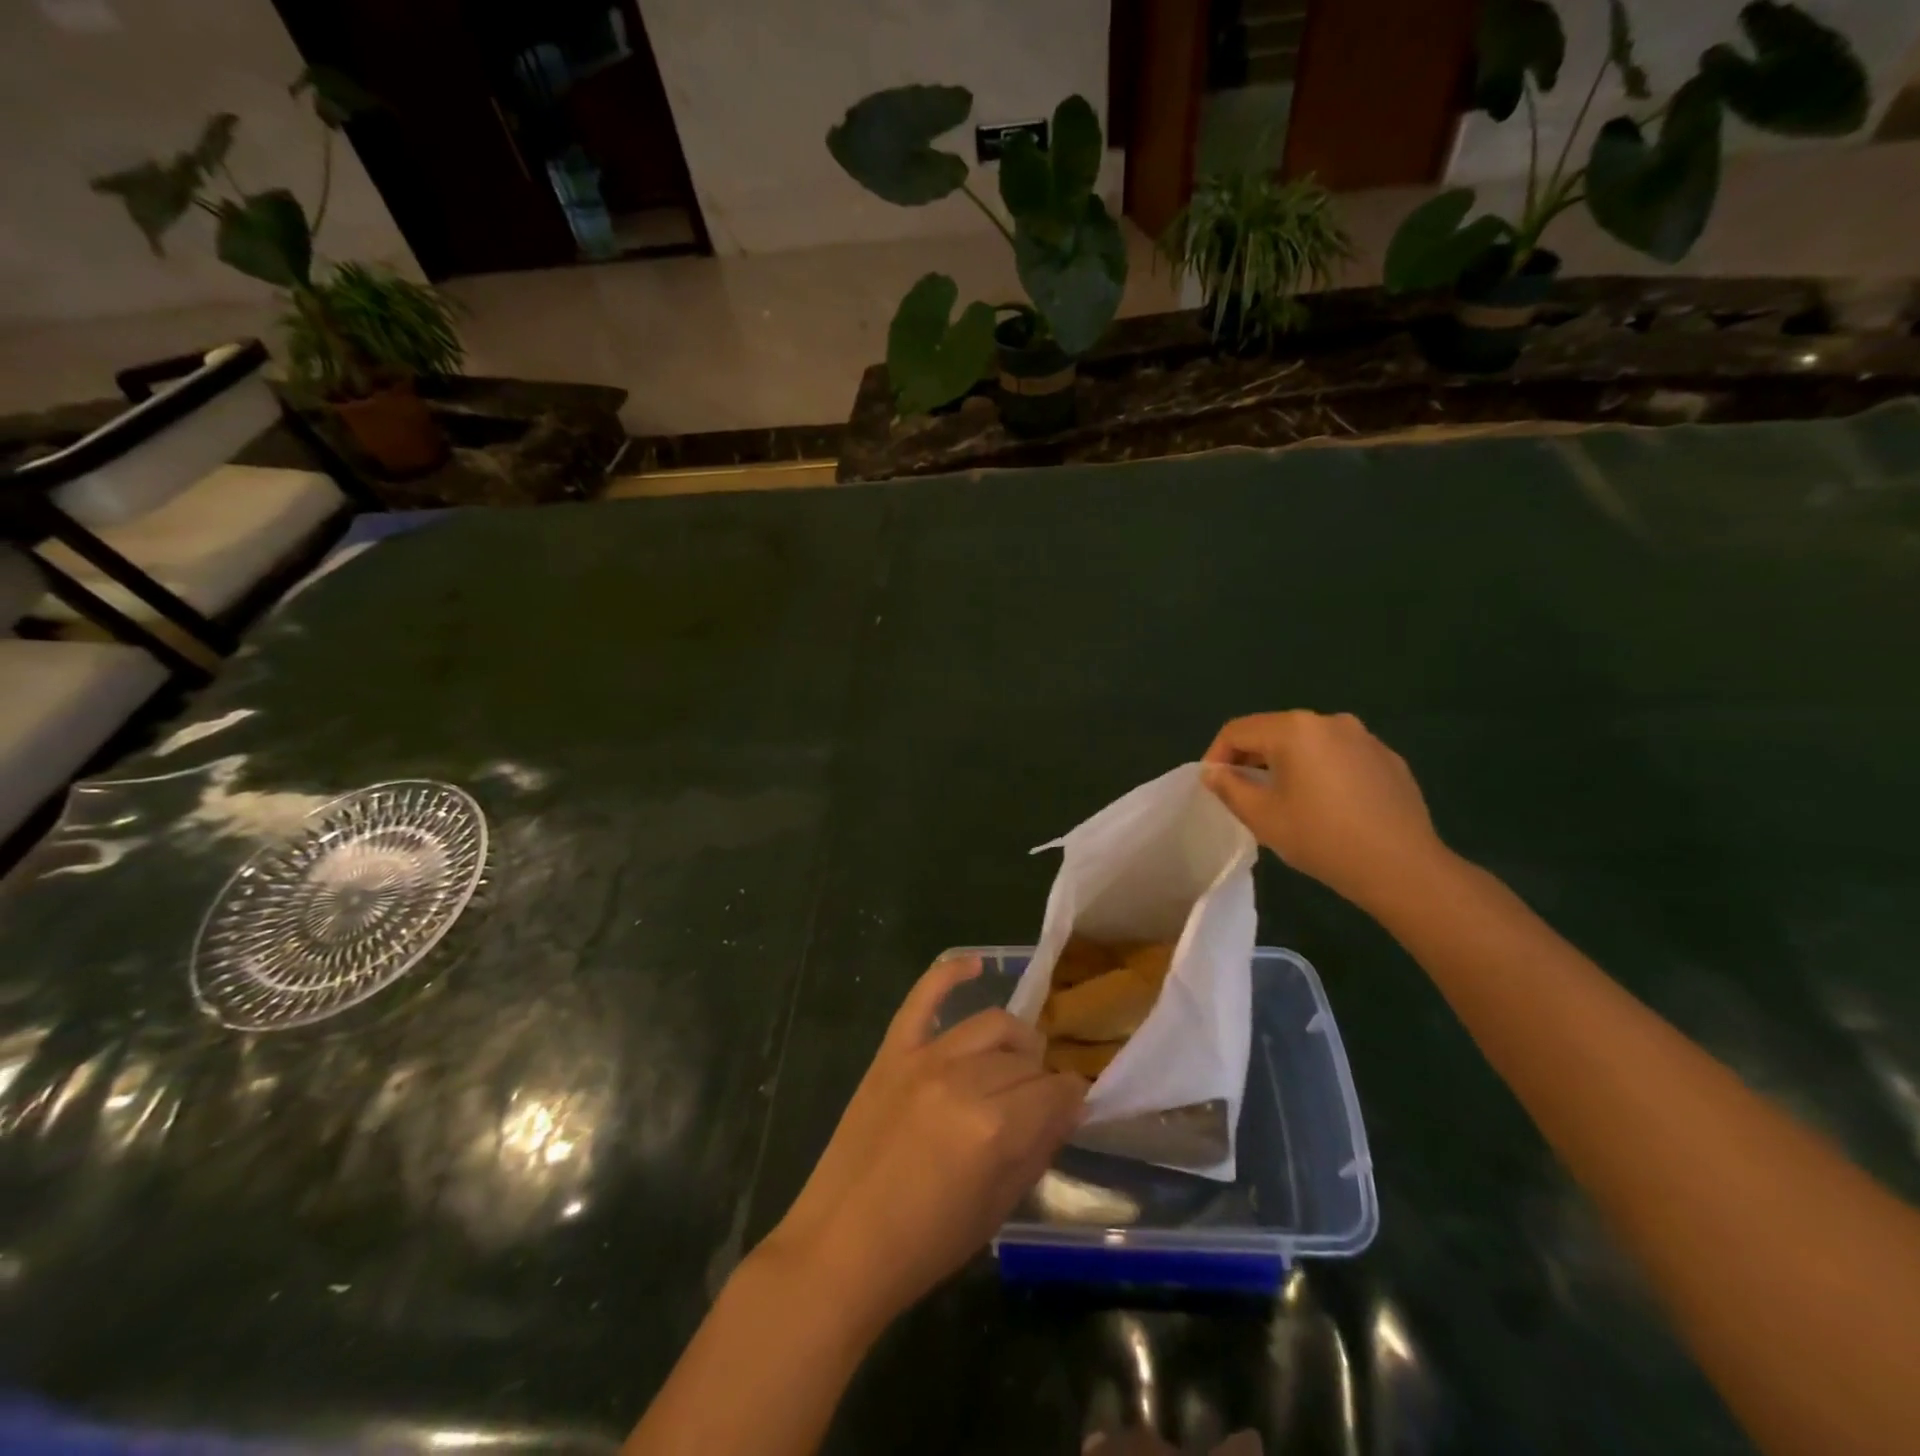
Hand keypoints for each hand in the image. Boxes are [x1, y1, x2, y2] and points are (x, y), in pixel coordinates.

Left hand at [764, 957, 1086, 1330]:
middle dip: (1043, 1079)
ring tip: (1016, 1062)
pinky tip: (975, 964)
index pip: (1055, 1092)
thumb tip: (1069, 1108)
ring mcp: (924, 1059)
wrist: (840, 1248)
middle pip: (1025, 1060)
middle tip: (1038, 1102)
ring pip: (990, 1025)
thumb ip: (1037, 1149)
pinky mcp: (892, 1051)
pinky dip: (949, 972)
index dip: (1071, 1098)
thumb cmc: (925, 1245)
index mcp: (994, 1128)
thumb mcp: (996, 1208)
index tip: (1072, 1106)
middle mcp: (963, 1081)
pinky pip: (923, 997)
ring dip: (1015, 1041)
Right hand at [1202, 711, 1449, 913]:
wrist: (1402, 867)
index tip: (1212, 786)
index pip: (1237, 731)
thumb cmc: (1321, 838)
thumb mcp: (1262, 816)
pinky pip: (1339, 756)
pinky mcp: (1388, 758)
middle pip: (1274, 731)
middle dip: (1251, 758)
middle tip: (1242, 793)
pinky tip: (1326, 805)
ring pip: (1308, 743)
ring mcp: (1364, 738)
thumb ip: (1229, 787)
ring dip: (1286, 764)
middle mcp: (1330, 721)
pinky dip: (1321, 771)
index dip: (1216, 756)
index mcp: (1294, 729)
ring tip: (1283, 799)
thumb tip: (1212, 772)